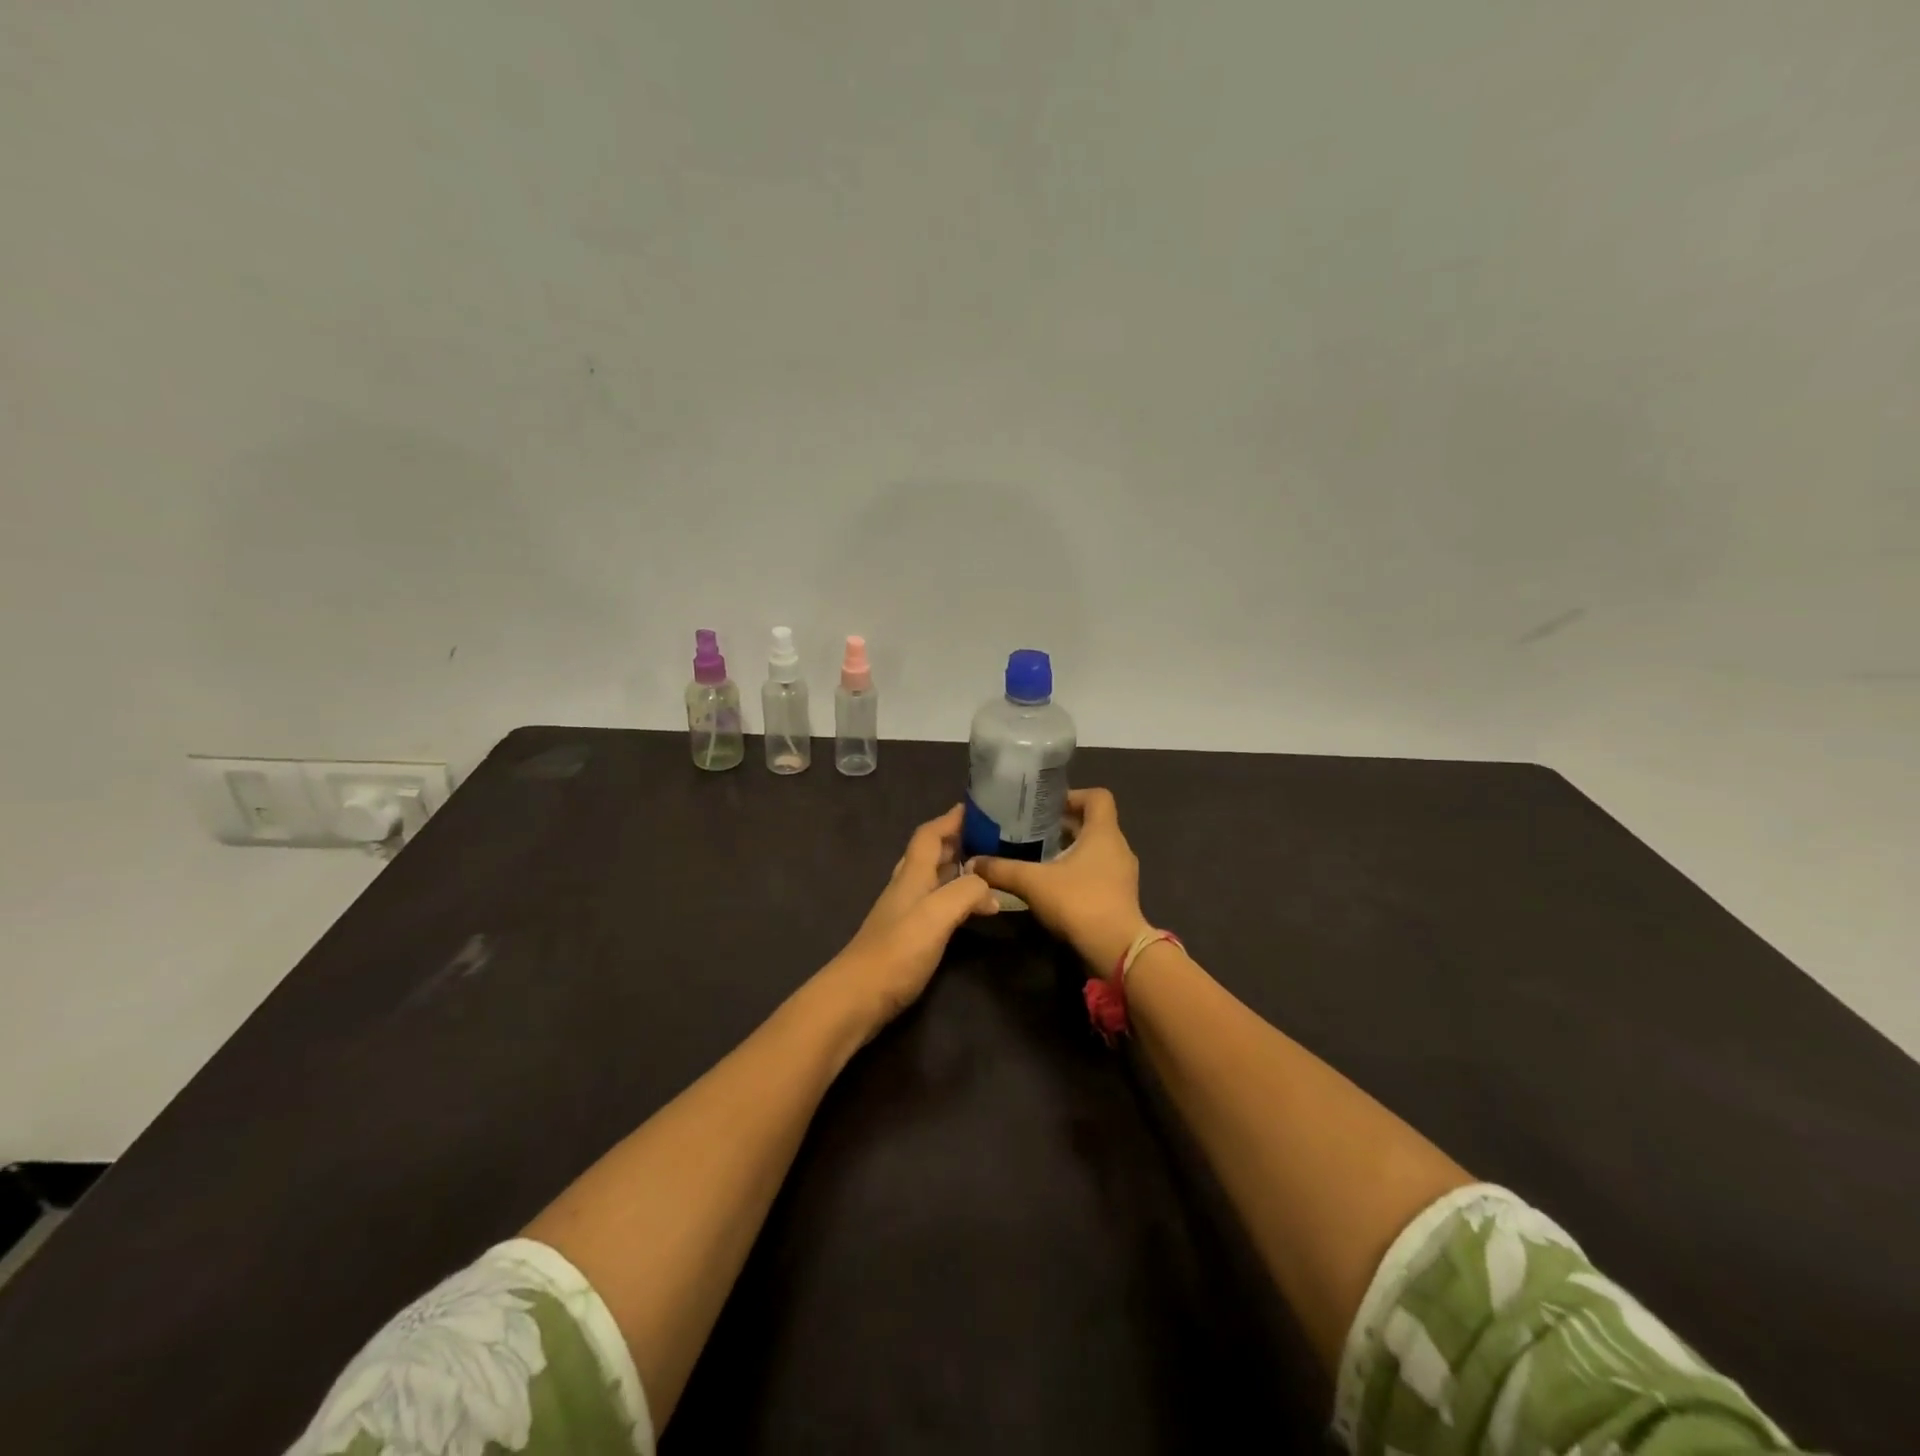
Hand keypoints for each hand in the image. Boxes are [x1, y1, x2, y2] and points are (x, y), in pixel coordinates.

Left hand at [824, 804, 999, 1037]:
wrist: (857, 998)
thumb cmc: (896, 951)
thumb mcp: (936, 915)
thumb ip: (965, 893)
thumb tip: (989, 888)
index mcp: (911, 876)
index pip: (929, 836)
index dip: (949, 820)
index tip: (974, 808)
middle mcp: (906, 888)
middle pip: (929, 854)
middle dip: (956, 842)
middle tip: (989, 839)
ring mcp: (904, 914)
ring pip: (932, 880)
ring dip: (956, 870)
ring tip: (987, 871)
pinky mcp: (907, 938)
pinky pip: (935, 905)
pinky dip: (954, 899)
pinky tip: (970, 911)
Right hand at [968, 788, 1148, 976]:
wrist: (1116, 949)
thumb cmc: (1079, 902)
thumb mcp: (1033, 882)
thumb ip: (1002, 870)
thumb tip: (972, 863)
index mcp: (1104, 832)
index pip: (1098, 797)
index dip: (1073, 795)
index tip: (1045, 807)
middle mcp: (1118, 847)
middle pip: (1093, 823)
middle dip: (1063, 824)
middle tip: (1031, 830)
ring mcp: (1122, 873)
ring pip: (1095, 849)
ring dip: (1070, 849)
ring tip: (1038, 856)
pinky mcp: (1119, 895)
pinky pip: (1098, 871)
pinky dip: (1078, 871)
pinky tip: (1053, 884)